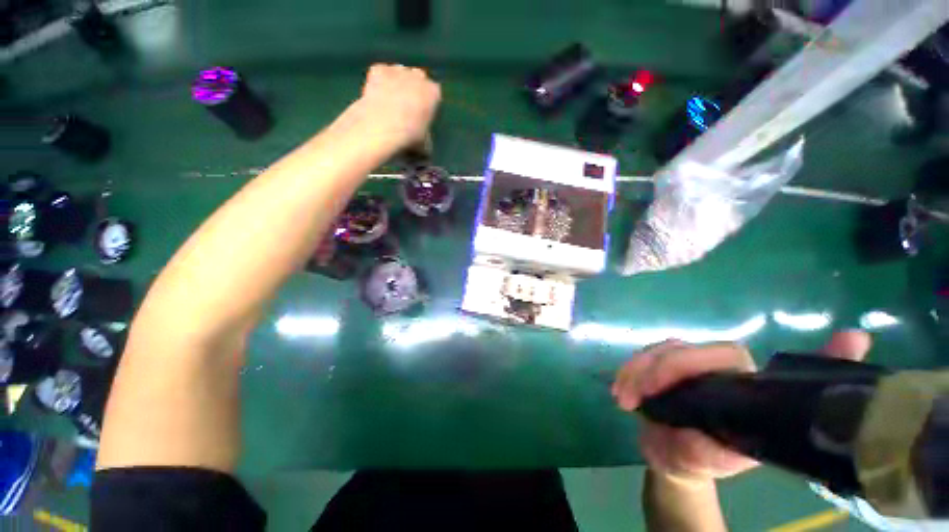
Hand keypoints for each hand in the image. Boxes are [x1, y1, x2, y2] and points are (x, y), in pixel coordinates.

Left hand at [351, 64, 440, 152]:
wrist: (382, 128)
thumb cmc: (409, 138)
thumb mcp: (424, 145)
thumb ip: (426, 140)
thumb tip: (424, 148)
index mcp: (433, 93)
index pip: (434, 93)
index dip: (427, 103)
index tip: (421, 113)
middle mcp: (418, 76)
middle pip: (418, 78)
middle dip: (413, 88)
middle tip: (406, 106)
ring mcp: (398, 70)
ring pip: (399, 73)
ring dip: (397, 83)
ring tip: (390, 101)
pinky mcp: (379, 70)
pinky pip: (381, 72)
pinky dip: (379, 81)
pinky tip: (377, 95)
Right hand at [612, 330, 871, 485]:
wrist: (670, 454)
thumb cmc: (694, 461)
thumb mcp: (699, 463)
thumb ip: (700, 450)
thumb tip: (691, 431)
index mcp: (743, 387)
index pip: (723, 356)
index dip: (685, 363)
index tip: (652, 390)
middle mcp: (717, 366)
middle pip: (681, 349)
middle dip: (649, 370)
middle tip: (627, 398)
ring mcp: (687, 361)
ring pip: (657, 350)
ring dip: (633, 371)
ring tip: (621, 398)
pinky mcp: (663, 362)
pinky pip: (641, 357)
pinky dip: (627, 371)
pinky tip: (619, 389)